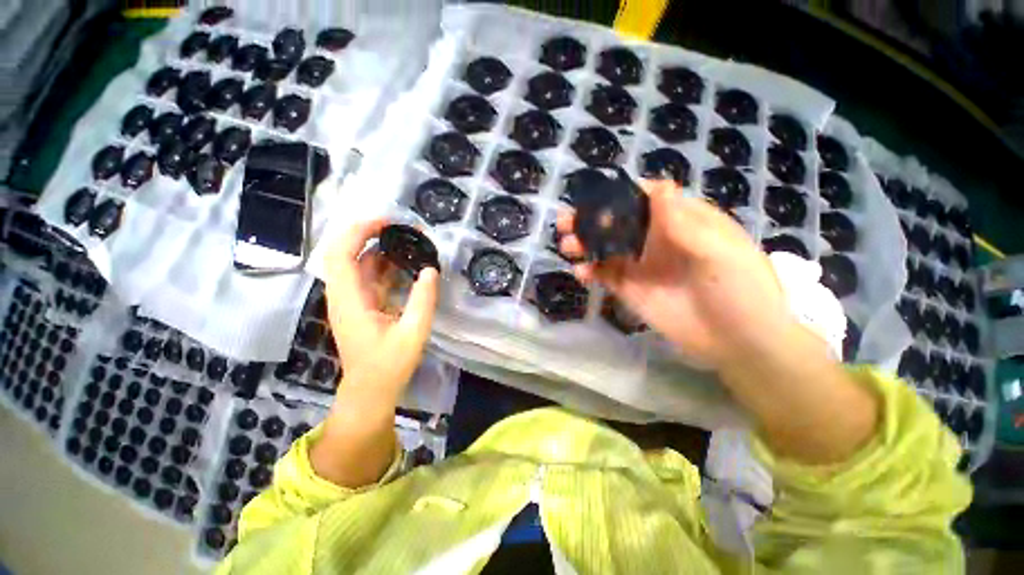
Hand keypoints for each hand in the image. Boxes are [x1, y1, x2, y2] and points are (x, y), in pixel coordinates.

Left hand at [323, 218, 438, 395]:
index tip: (387, 222)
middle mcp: (344, 295)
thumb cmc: (389, 365)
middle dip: (371, 234)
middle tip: (403, 229)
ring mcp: (351, 300)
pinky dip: (385, 265)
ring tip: (409, 243)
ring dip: (381, 249)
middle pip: (346, 252)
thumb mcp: (413, 332)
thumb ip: (423, 300)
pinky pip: (369, 277)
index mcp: (349, 300)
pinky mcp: (360, 305)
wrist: (371, 390)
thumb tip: (430, 269)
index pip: (341, 254)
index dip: (358, 231)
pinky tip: (406, 265)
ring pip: (359, 264)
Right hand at [558, 180, 796, 369]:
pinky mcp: (630, 289)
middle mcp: (655, 239)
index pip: (646, 198)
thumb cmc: (741, 290)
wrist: (738, 343)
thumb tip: (659, 187)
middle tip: (566, 222)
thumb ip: (685, 223)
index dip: (620, 193)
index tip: (595, 196)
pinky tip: (580, 272)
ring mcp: (640, 265)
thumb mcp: (720, 252)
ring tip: (567, 245)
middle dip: (591, 219)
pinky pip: (604, 275)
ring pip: (605, 247)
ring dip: (584, 244)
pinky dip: (589, 271)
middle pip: (618, 222)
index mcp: (681, 222)